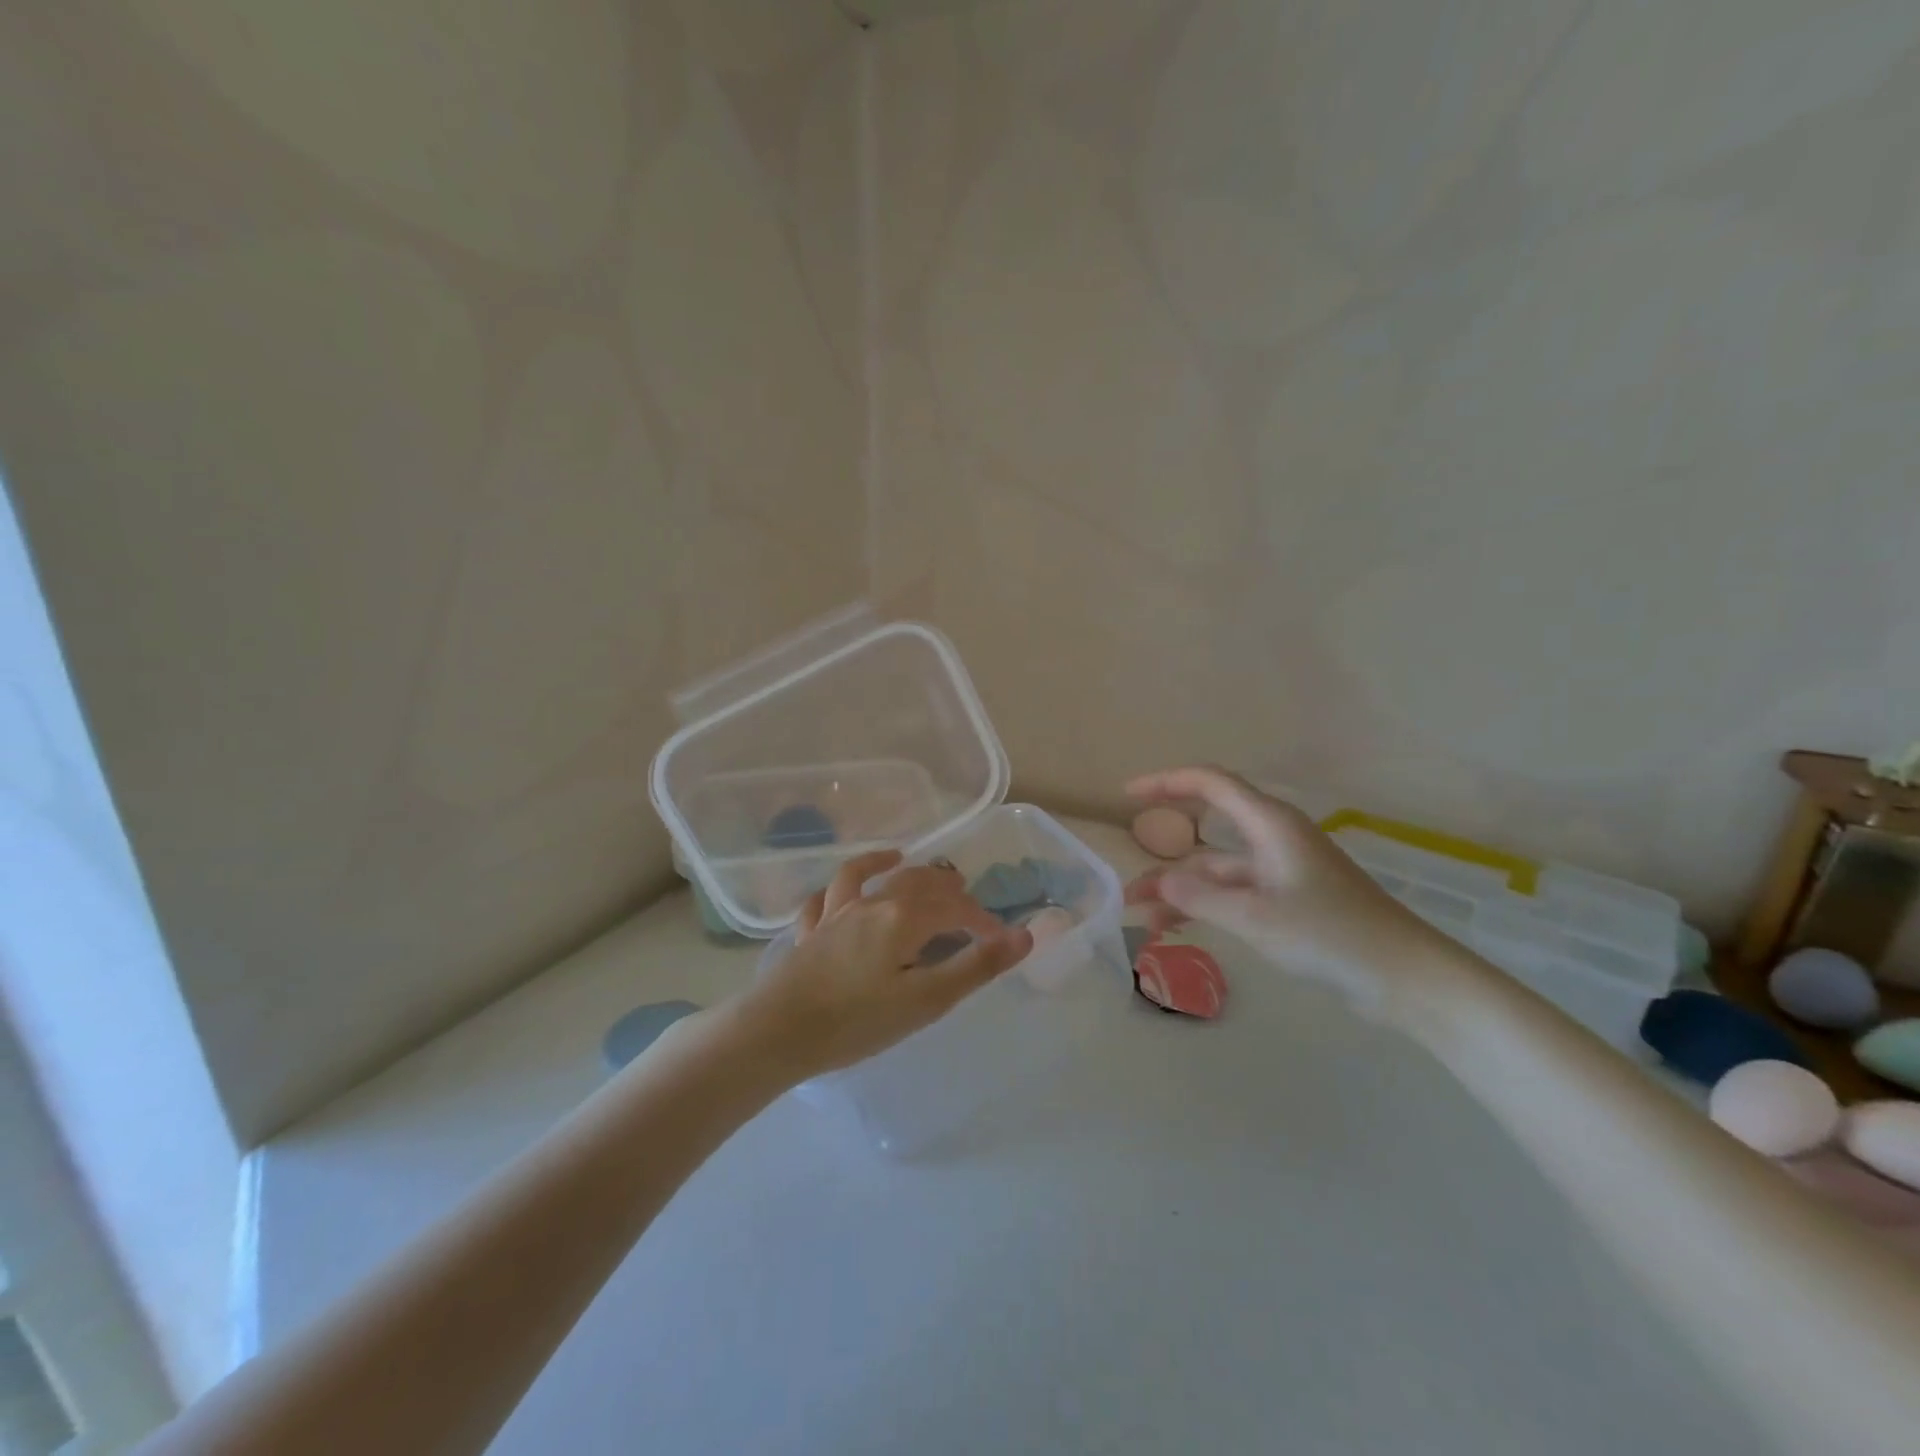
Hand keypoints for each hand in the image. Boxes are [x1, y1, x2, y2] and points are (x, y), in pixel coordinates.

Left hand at [732, 851, 1032, 1079]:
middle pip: (915, 883)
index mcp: (904, 917)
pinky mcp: (809, 931)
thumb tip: (1023, 934)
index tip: (999, 940)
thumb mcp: (927, 1000)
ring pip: (867, 877)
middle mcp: (871, 903)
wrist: (778, 1032)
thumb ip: (976, 966)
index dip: (981, 920)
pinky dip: (838, 887)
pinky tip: (841, 889)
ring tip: (903, 857)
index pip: (954, 907)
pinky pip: (824, 898)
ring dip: (889, 864)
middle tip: (963, 893)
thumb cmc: (858, 1021)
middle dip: (943, 886)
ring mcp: (835, 913)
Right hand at [1124, 766, 1459, 1018]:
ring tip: (1144, 919)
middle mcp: (1275, 838)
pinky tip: (1180, 930)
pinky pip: (1236, 893)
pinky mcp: (1292, 899)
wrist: (1405, 977)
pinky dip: (1207, 907)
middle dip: (1165, 855)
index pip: (1210, 783)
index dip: (1166, 782)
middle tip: (1129, 883)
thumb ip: (1200, 896)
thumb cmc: (1332, 935)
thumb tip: (1159, 880)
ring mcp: (1284, 870)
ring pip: (1218, 869)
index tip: (1127, 795)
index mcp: (1271, 825)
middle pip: (1207, 832)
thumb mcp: (1256, 917)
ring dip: (1182, 890)